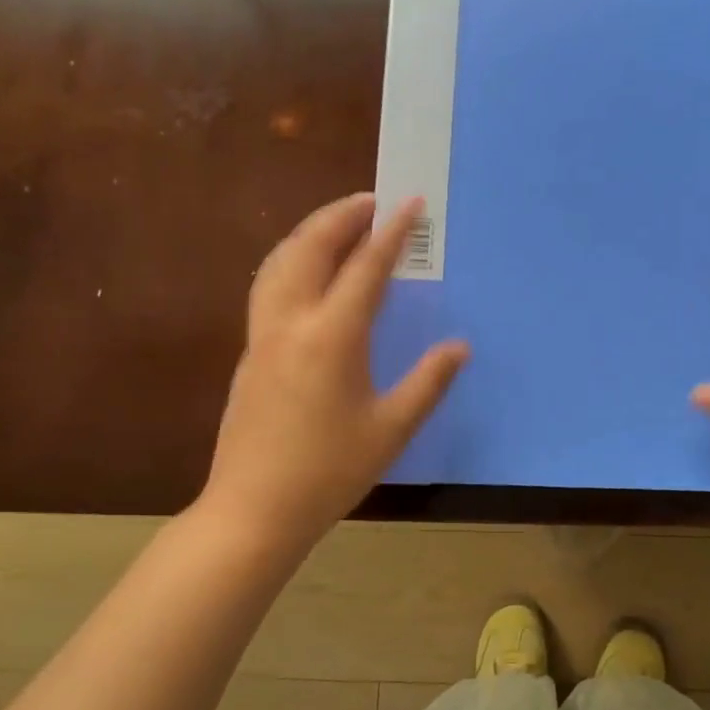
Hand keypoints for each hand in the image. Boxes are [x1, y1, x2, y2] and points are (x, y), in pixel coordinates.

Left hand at [196, 193, 467, 552]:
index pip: (365, 269)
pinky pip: (269, 286)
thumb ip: (428, 382)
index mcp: (331, 338)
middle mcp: (291, 323)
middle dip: (341, 216)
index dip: (391, 233)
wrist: (255, 509)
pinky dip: (292, 260)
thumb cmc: (330, 471)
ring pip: (279, 263)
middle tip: (372, 200)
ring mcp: (263, 336)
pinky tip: (309, 273)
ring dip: (310, 233)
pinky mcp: (251, 353)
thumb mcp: (391, 428)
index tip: (410, 202)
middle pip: (310, 249)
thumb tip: (459, 346)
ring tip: (339, 224)